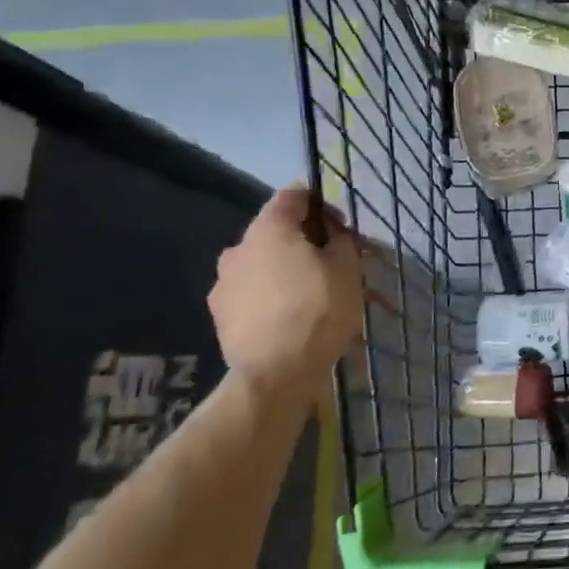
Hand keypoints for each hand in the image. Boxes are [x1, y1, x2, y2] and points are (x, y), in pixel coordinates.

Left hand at [208, 186, 364, 401]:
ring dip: (288, 269)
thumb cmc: (318, 310)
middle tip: (335, 262)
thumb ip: (340, 240)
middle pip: (276, 230)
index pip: (293, 195)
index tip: (342, 227)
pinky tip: (293, 315)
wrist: (276, 373)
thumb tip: (331, 235)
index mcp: (269, 229)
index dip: (321, 203)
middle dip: (306, 241)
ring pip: (263, 263)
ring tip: (314, 293)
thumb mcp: (347, 267)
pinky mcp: (220, 314)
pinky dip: (273, 294)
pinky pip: (253, 291)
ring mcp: (223, 282)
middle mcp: (238, 248)